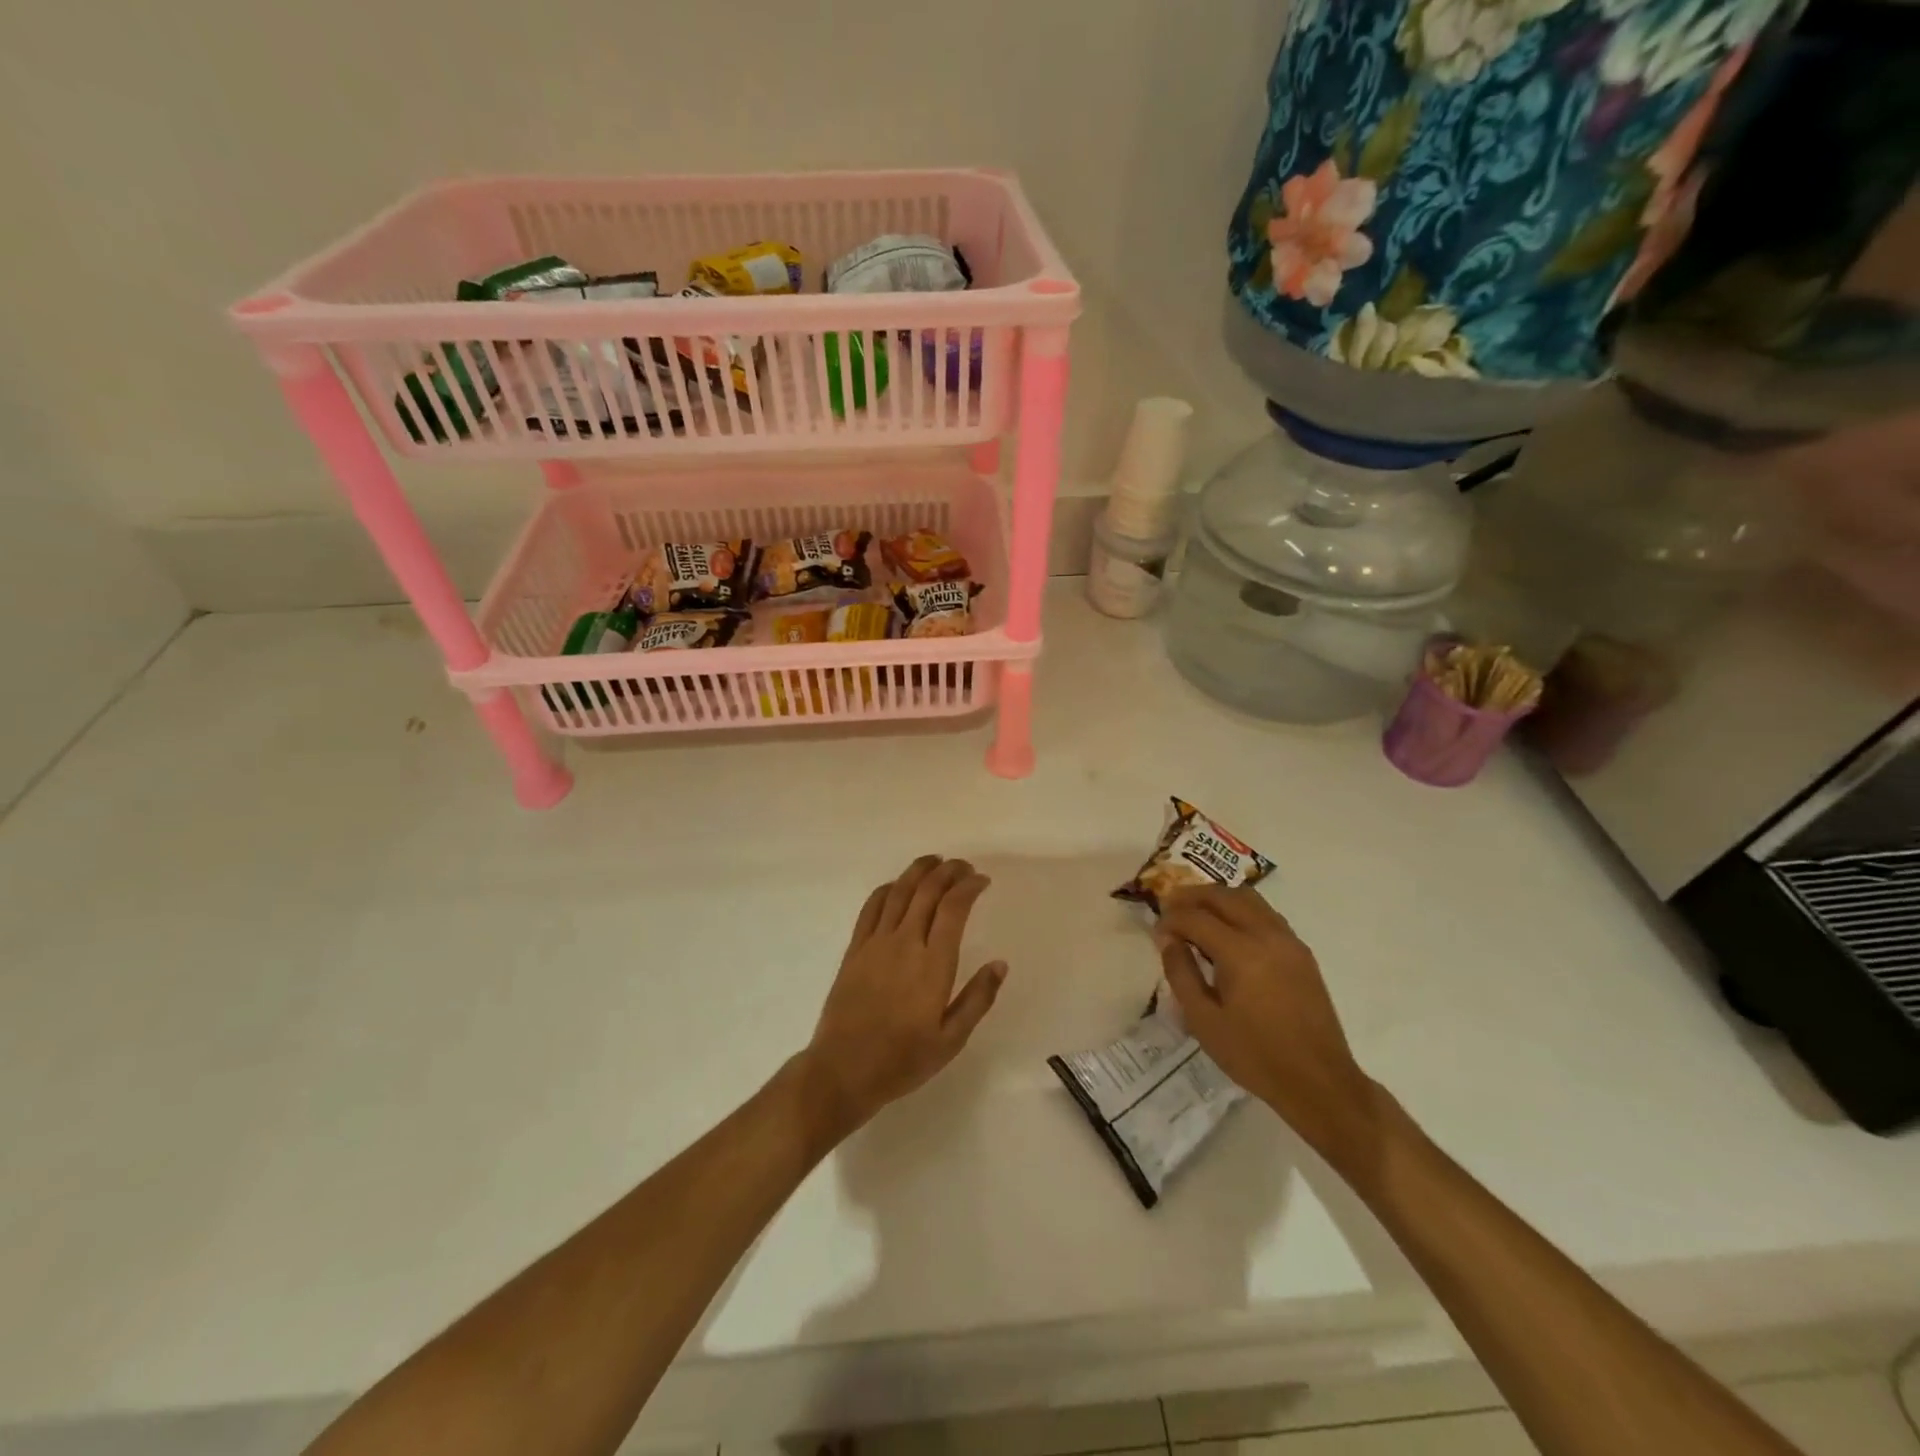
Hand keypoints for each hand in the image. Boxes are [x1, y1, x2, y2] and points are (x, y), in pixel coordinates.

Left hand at [799, 856, 1007, 1140]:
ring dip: (918, 871)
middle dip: (948, 872)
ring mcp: (875, 943)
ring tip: (935, 862)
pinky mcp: (854, 949)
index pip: (954, 908)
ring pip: (898, 891)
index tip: (982, 880)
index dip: (969, 887)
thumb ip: (978, 999)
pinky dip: (887, 889)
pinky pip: (871, 907)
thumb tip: (1000, 964)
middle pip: (927, 891)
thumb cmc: (902, 1060)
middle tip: (963, 867)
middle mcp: (905, 943)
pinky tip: (896, 886)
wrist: (843, 1070)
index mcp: (933, 964)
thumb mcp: (951, 1040)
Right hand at [1156, 885, 1382, 1168]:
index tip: (1156, 931)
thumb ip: (1181, 973)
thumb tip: (1168, 939)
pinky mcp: (1301, 952)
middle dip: (1192, 896)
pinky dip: (1241, 910)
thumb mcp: (1203, 1020)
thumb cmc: (1254, 1055)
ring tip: (1197, 911)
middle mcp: (1267, 935)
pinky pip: (1266, 914)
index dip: (1171, 919)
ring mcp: (1289, 941)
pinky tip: (1228, 930)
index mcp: (1241, 952)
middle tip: (1170, 906)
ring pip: (1248, 899)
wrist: (1319, 1082)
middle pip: (1223, 896)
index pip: (1196, 917)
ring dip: (1218, 898)